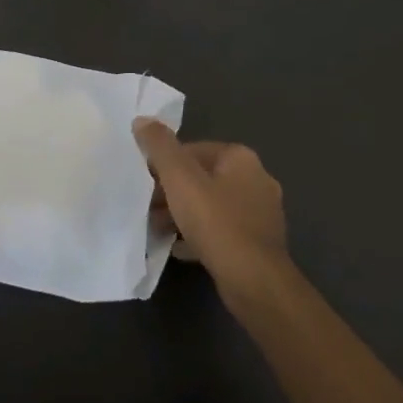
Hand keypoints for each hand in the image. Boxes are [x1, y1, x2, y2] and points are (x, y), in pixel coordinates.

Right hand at [134, 119, 287, 289]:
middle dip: (172, 192)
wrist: (254, 282)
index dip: (164, 164)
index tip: (144, 183)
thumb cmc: (216, 222)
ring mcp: (261, 214)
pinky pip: (221, 231)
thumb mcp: (180, 178)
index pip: (193, 150)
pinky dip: (199, 235)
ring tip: (157, 228)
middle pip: (202, 178)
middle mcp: (256, 180)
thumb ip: (159, 147)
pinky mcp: (259, 244)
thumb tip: (142, 120)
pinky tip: (179, 248)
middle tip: (147, 207)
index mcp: (241, 158)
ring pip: (211, 206)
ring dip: (183, 214)